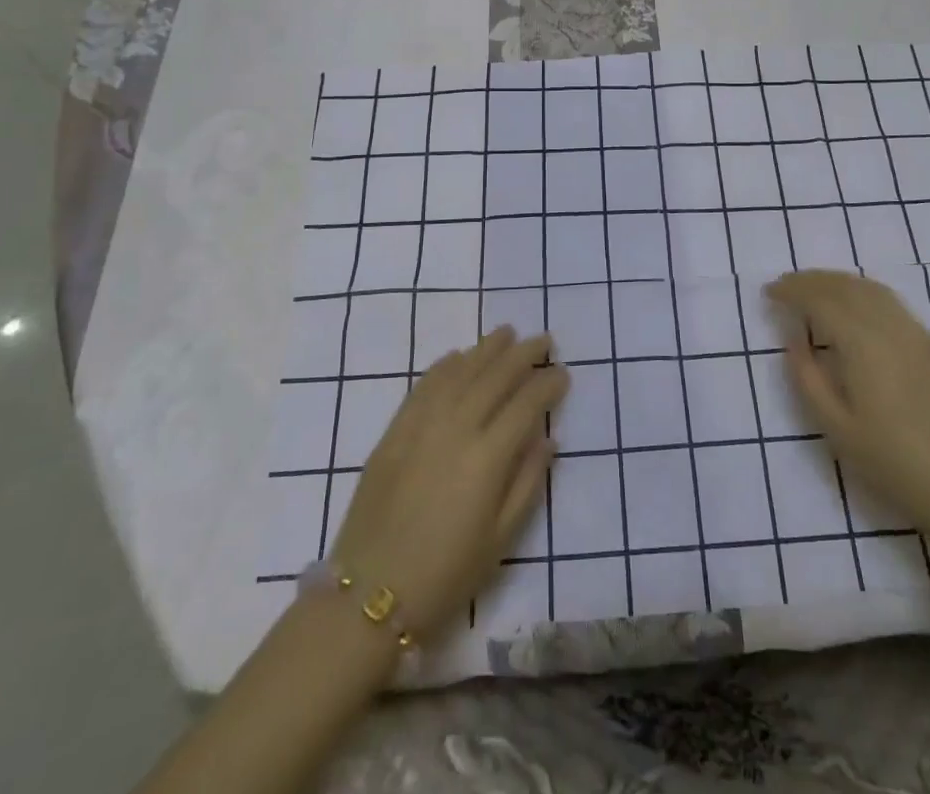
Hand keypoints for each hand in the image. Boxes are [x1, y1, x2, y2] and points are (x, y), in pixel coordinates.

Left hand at [330, 326, 567, 642]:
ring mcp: (421, 426)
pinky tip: (457, 357)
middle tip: (543, 340)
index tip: (562, 373)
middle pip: (495, 377)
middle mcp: (456, 429)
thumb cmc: (444, 576)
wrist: (367, 597)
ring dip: (485, 349)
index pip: (526, 404)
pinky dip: (444, 366)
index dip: (547, 384)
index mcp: (487, 458)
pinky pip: (423, 387)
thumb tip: (547, 439)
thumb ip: (527, 483)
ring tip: (506, 333)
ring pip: (460, 372)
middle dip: (523, 354)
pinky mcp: (394, 432)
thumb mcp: (500, 540)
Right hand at [767, 269, 929, 564]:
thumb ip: (807, 377)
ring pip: (874, 291)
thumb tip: (794, 339)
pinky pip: (894, 306)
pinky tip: (857, 312)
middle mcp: (892, 327)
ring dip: (840, 283)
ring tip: (817, 290)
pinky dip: (866, 296)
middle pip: (847, 286)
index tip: (770, 292)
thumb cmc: (893, 463)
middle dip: (814, 280)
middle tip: (787, 285)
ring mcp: (920, 335)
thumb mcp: (835, 428)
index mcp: (863, 343)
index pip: (821, 299)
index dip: (793, 290)